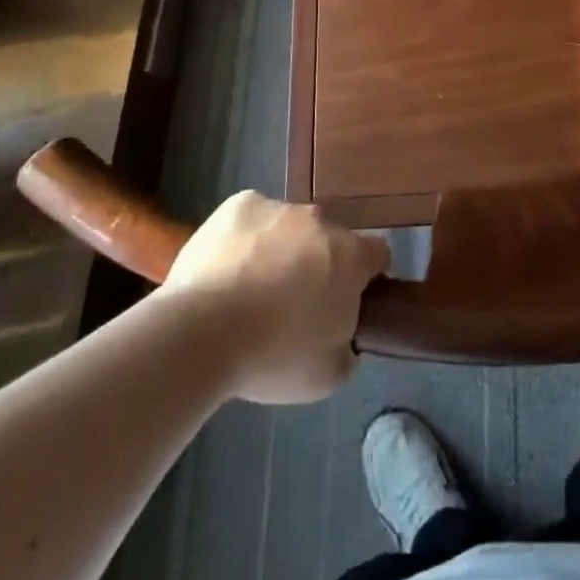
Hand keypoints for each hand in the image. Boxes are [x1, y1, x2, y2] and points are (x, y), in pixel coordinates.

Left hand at [158, 191, 390, 404]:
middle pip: (329, 239)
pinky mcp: (240, 204)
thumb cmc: (273, 357)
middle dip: (318, 264)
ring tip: (249, 291)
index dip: (366, 277)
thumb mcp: (328, 374)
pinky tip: (226, 269)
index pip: (377, 254)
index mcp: (350, 257)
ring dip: (281, 250)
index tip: (347, 302)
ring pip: (288, 227)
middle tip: (293, 304)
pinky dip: (246, 237)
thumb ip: (348, 345)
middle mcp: (320, 221)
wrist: (202, 333)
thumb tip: (342, 333)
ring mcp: (279, 207)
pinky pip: (252, 218)